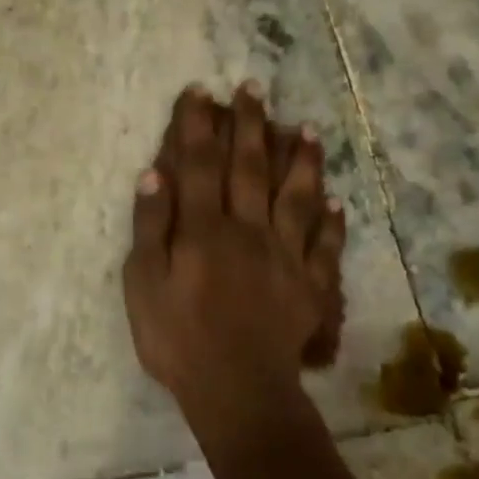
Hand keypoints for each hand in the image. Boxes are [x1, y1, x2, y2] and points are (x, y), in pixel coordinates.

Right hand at [122, 83, 346, 436]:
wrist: (237, 390)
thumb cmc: (177, 338)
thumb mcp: (143, 285)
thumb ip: (150, 228)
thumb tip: (154, 175)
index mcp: (204, 229)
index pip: (199, 165)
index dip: (198, 126)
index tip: (200, 91)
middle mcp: (247, 230)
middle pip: (249, 168)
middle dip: (249, 125)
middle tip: (253, 88)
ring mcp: (285, 256)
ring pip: (295, 196)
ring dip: (299, 159)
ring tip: (304, 127)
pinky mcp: (310, 285)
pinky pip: (324, 244)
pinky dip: (331, 219)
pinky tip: (335, 200)